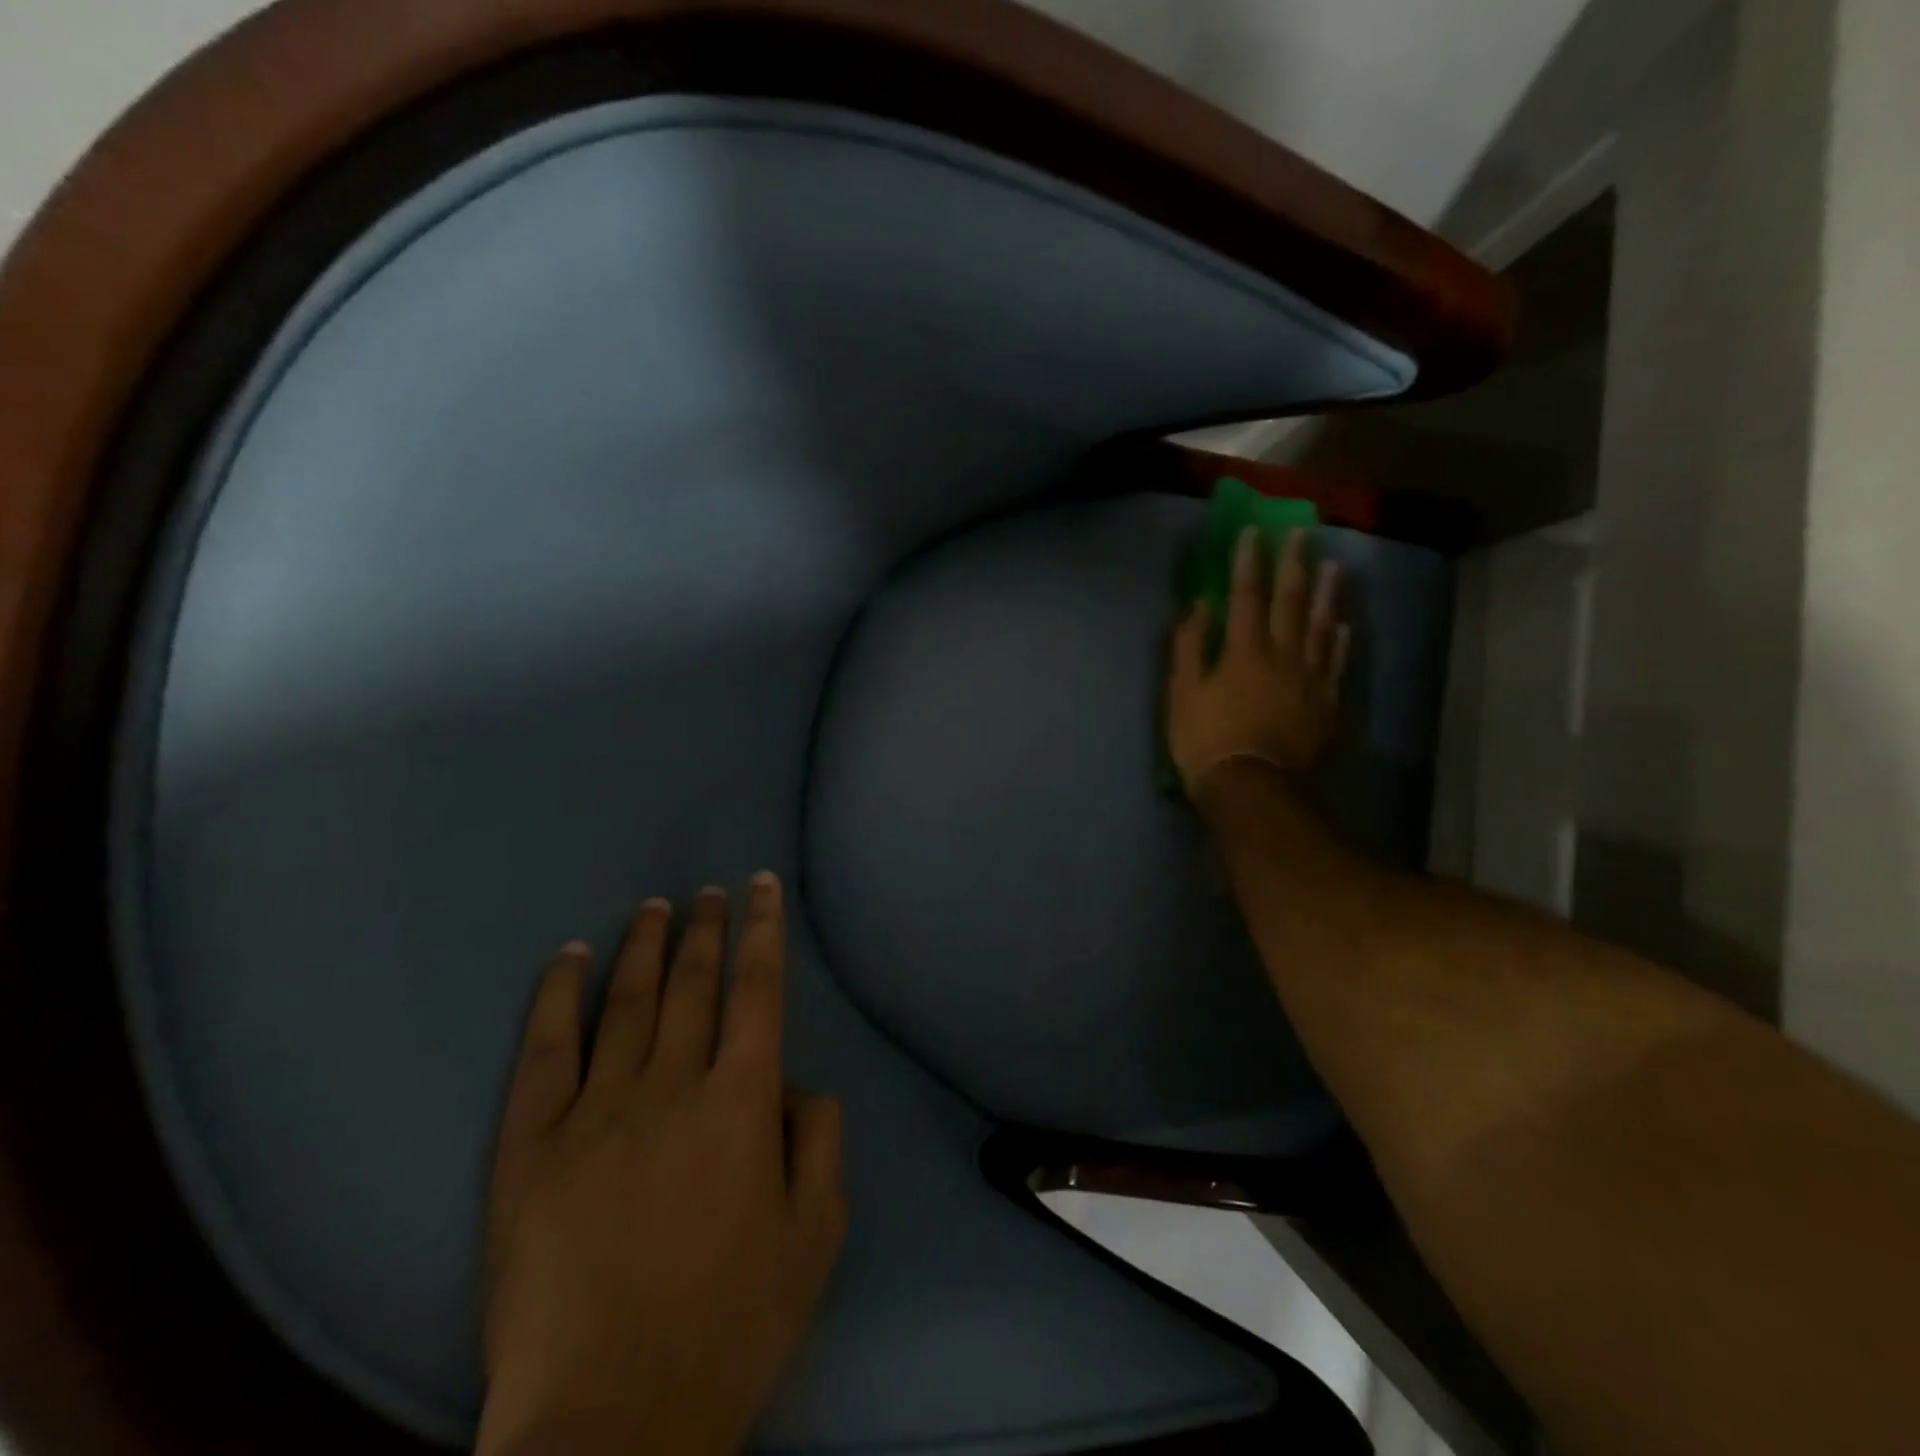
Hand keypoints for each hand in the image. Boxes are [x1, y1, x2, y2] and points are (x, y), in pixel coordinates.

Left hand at [479, 875, 845, 1455]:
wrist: (608, 1421)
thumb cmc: (730, 1324)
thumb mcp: (816, 1233)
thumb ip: (819, 1137)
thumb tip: (794, 1080)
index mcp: (740, 1102)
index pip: (759, 989)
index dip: (764, 929)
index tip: (762, 885)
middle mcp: (670, 1086)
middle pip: (693, 984)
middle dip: (705, 928)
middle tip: (708, 892)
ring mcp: (595, 1112)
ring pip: (626, 1003)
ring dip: (643, 947)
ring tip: (653, 907)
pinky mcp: (531, 1148)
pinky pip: (545, 1054)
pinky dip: (556, 998)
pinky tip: (567, 959)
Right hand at [1167, 527, 1349, 797]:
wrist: (1252, 786)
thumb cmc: (1206, 740)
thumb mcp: (1182, 693)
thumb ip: (1190, 646)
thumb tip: (1200, 606)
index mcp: (1243, 651)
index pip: (1246, 596)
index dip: (1249, 562)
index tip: (1254, 532)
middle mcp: (1282, 655)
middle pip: (1291, 602)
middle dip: (1294, 564)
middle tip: (1302, 533)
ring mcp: (1309, 679)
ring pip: (1321, 626)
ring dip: (1327, 594)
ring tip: (1334, 566)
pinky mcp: (1326, 704)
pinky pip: (1336, 664)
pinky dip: (1340, 642)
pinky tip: (1344, 626)